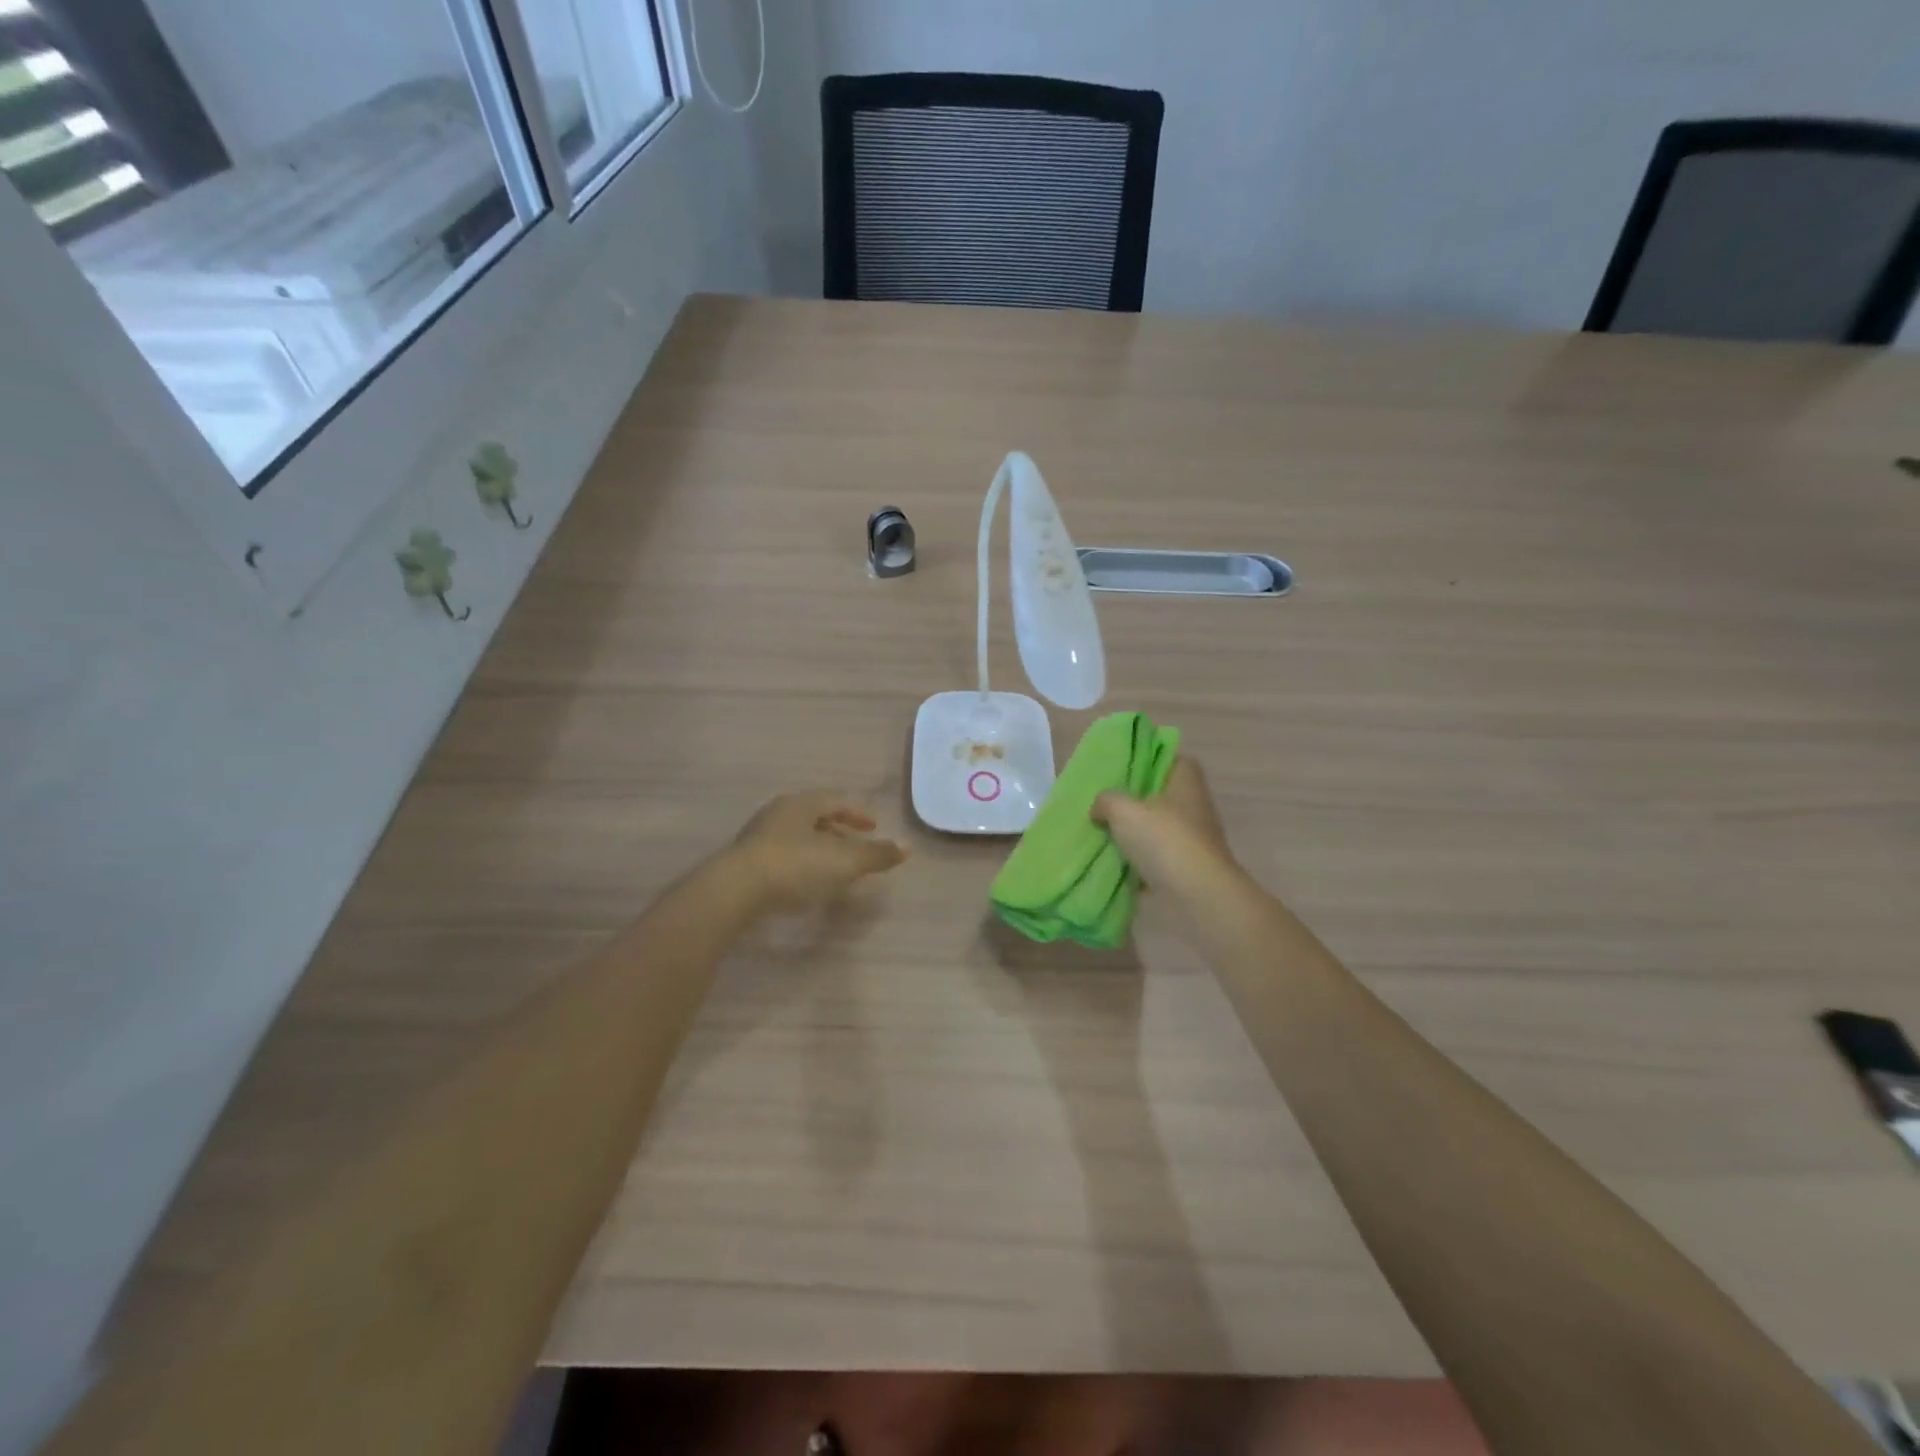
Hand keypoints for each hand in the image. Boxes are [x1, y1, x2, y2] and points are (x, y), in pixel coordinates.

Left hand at [729, 792, 907, 910]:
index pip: (835, 801)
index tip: (873, 827)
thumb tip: (907, 848)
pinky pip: (781, 855)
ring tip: (833, 868)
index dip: (857, 814)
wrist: (735, 891)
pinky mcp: (745, 861)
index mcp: (801, 804)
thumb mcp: (843, 861)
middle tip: (855, 847)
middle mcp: (778, 813)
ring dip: (818, 849)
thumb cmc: (795, 866)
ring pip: (797, 836)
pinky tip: (806, 883)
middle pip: (814, 817)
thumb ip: (876, 855)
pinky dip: (800, 864)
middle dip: (838, 831)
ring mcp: (758, 837)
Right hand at [1092, 758, 1237, 901]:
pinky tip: (1120, 868)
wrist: (1197, 895)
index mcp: (1186, 783)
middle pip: (1165, 796)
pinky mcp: (1191, 869)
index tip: (1127, 771)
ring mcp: (1196, 840)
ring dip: (1139, 835)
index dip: (1152, 761)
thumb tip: (1099, 807)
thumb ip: (1107, 801)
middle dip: (1138, 802)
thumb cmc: (1164, 840)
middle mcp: (1196, 807)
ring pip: (1162, 829)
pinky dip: (1144, 864)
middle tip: (1108, 805)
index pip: (1175, 760)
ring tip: (1107, 837)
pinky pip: (1161, 860)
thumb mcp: (1123, 810)